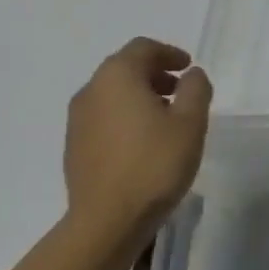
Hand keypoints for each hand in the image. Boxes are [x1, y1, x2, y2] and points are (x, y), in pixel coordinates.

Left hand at [64, 38, 212, 238]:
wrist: (107, 221)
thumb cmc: (154, 164)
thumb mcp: (190, 122)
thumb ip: (195, 89)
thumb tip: (191, 75)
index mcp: (118, 76)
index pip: (143, 48)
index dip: (168, 53)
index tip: (188, 67)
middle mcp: (91, 90)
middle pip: (124, 68)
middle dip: (154, 74)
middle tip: (180, 91)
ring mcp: (77, 120)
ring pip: (112, 93)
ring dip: (139, 95)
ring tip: (165, 118)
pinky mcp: (73, 146)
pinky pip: (103, 117)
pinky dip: (124, 116)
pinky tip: (143, 142)